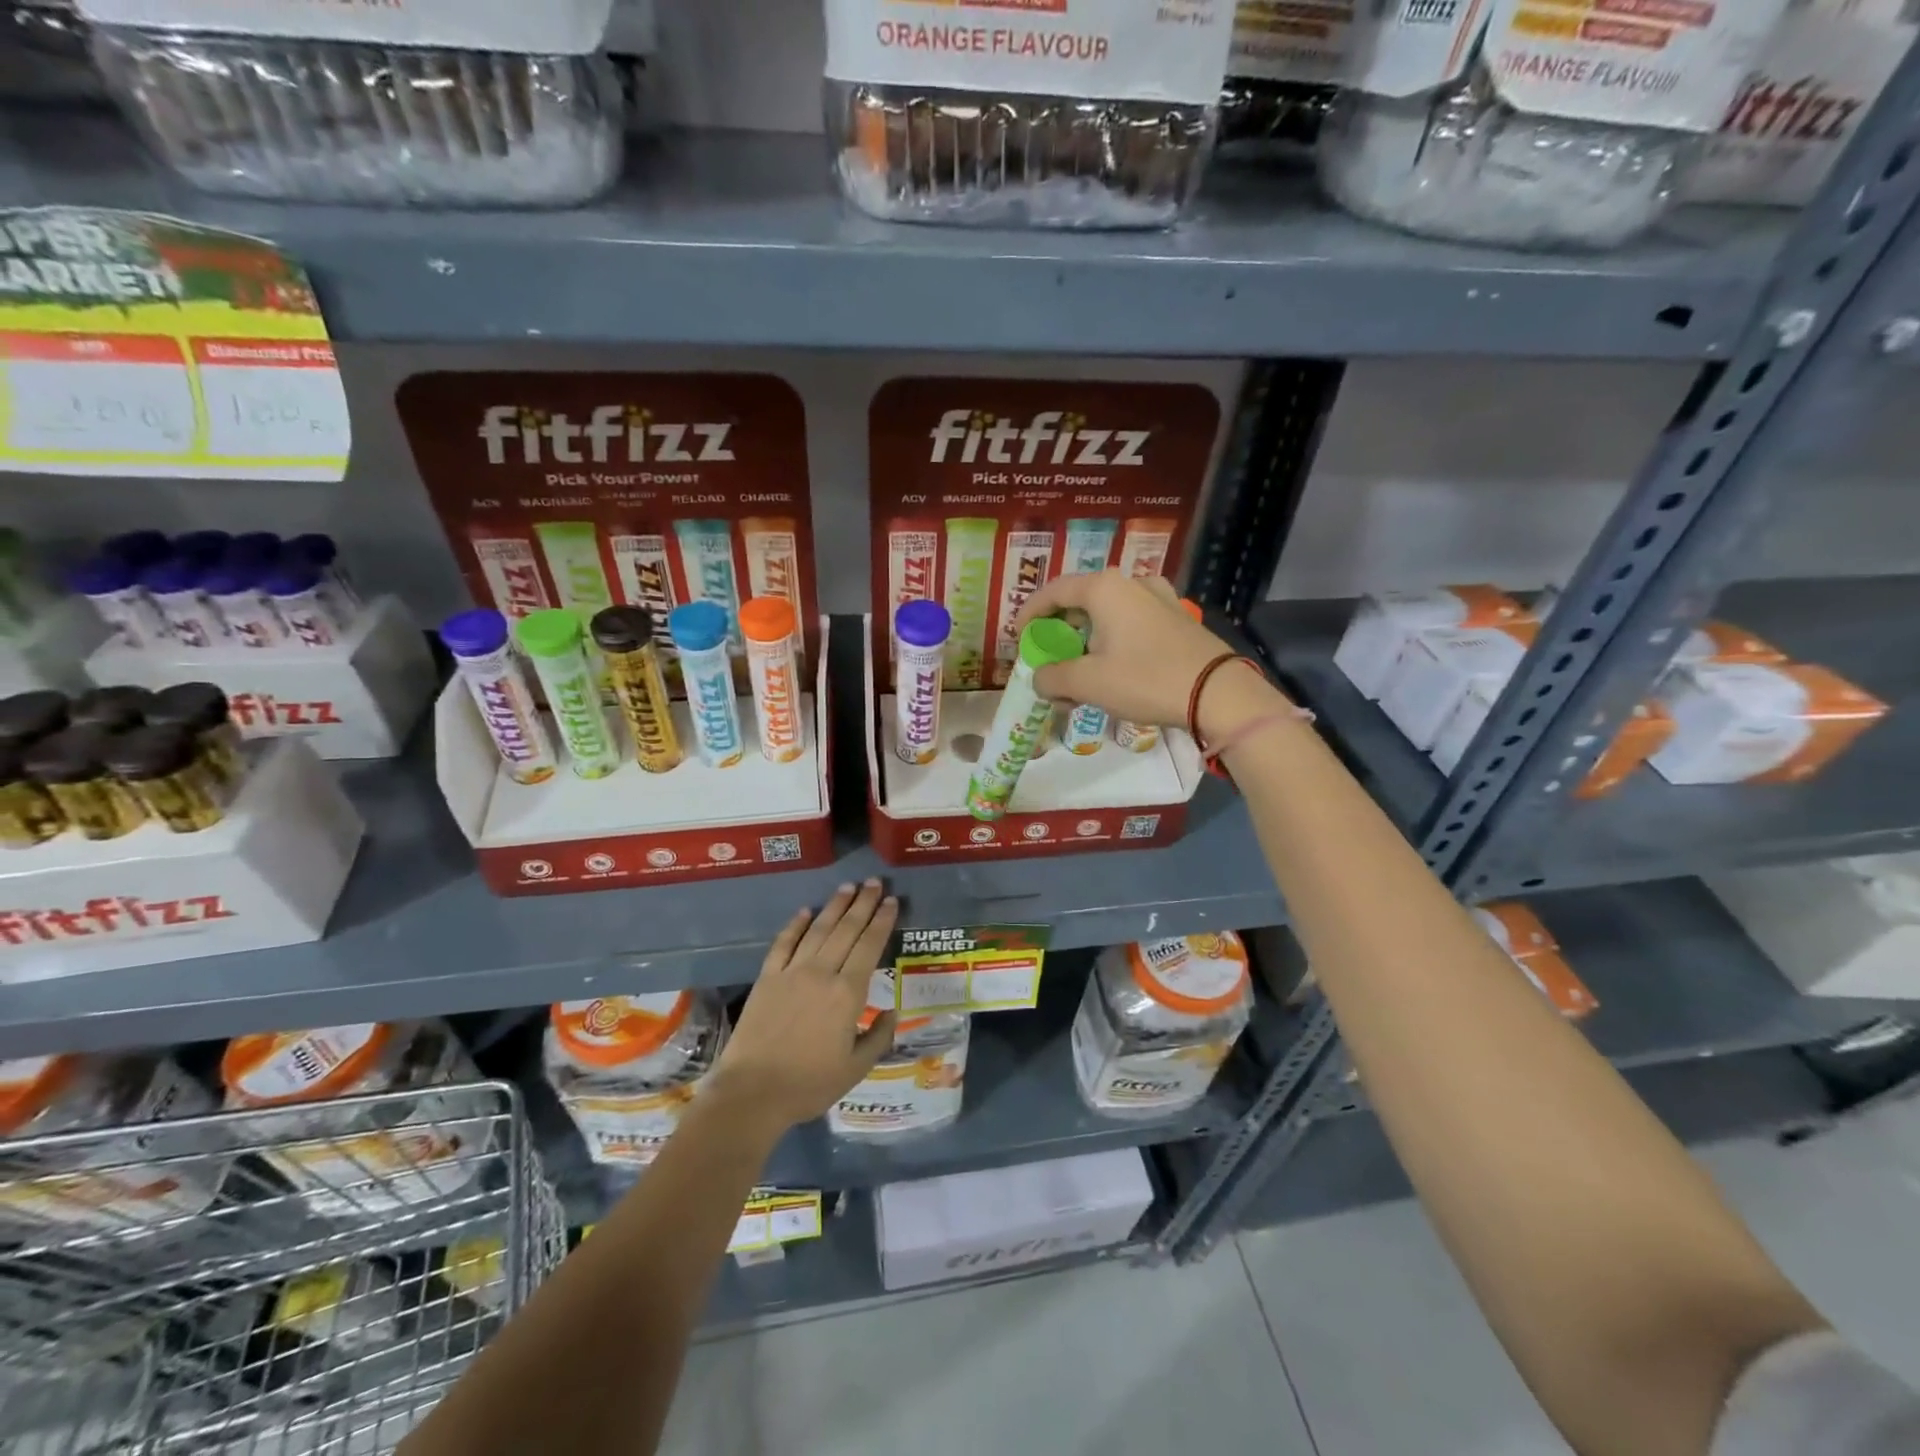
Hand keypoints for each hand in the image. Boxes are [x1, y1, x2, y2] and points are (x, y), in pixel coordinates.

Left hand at [709, 880, 898, 1133]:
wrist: (752, 1092)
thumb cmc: (809, 1084)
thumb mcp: (856, 1068)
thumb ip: (878, 1037)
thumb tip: (892, 1012)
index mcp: (848, 993)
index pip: (870, 946)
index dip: (882, 921)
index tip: (891, 901)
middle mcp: (822, 973)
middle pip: (846, 930)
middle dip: (862, 904)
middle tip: (873, 882)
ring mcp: (791, 972)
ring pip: (817, 930)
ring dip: (834, 906)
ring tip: (847, 887)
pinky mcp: (767, 978)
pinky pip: (783, 944)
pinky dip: (795, 925)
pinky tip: (805, 911)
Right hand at [1012, 571, 1287, 736]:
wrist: (1217, 693)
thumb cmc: (1144, 679)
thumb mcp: (1088, 683)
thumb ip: (1053, 677)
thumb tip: (1040, 679)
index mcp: (1104, 588)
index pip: (1053, 591)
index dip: (1030, 613)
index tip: (1019, 637)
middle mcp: (1130, 583)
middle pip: (1081, 601)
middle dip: (1060, 630)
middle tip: (1048, 656)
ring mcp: (1158, 598)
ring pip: (1108, 613)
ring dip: (1086, 638)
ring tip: (1079, 669)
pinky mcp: (1176, 618)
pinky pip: (1131, 623)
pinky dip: (1112, 641)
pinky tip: (1112, 668)